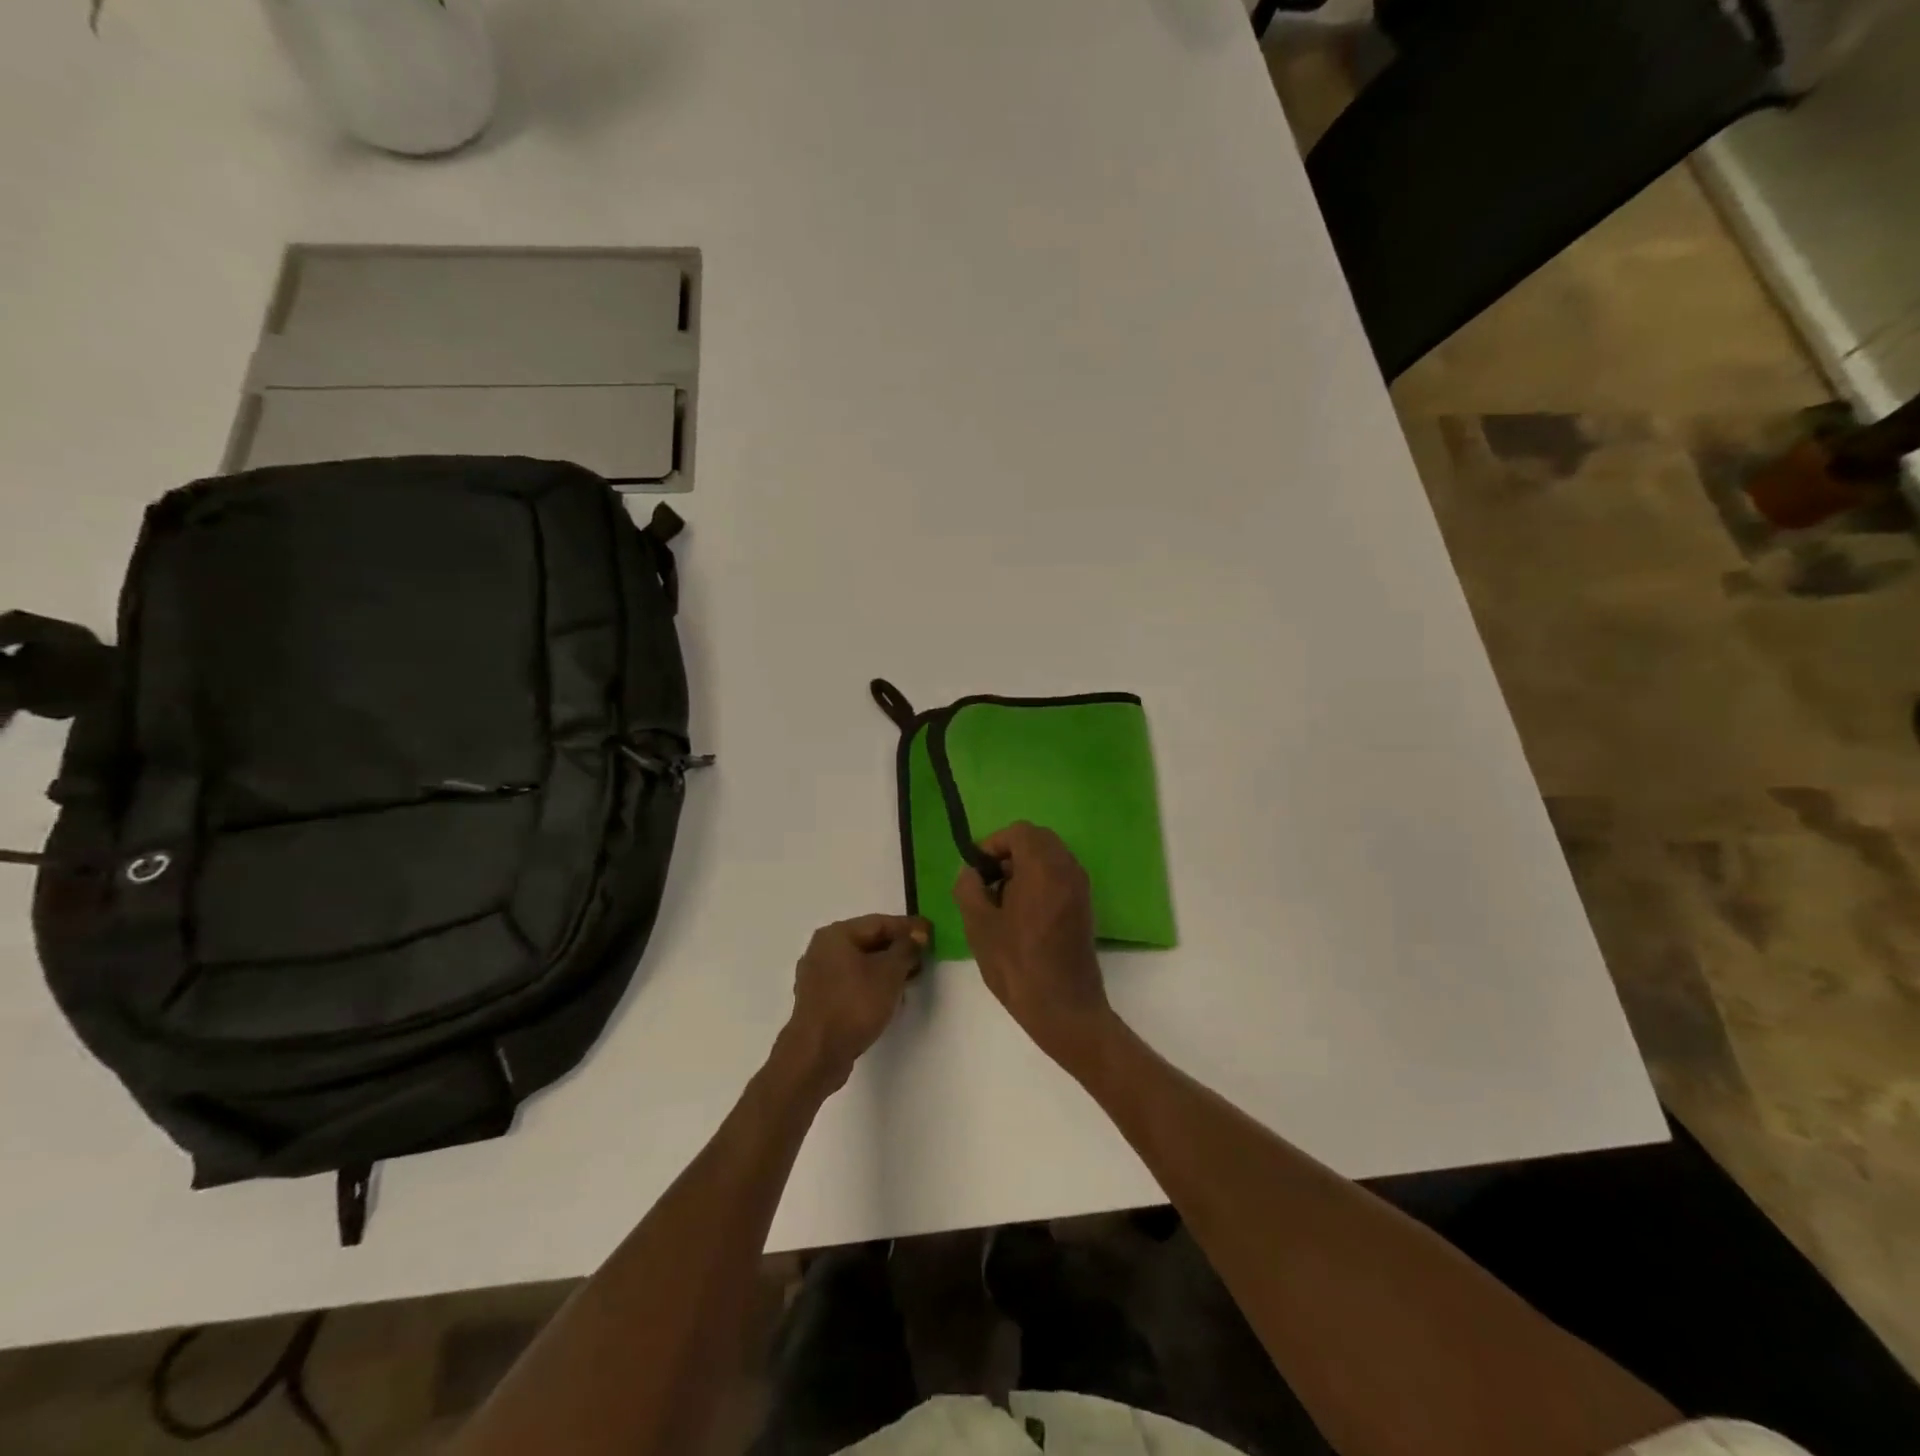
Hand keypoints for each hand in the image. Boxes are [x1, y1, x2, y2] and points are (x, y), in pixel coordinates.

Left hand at [781, 915, 929, 1091]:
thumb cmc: (854, 1005)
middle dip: (898, 949)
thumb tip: (917, 935)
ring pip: (860, 964)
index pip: (879, 922)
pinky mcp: (819, 1001)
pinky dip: (871, 984)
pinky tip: (889, 997)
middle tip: (924, 956)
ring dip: (886, 968)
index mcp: (835, 935)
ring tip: (911, 977)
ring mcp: (817, 976)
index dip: (909, 927)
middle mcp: (822, 950)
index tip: (932, 932)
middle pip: (868, 941)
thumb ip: (906, 949)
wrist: (816, 1055)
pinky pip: (851, 983)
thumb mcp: (889, 973)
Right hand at [954, 823, 1115, 1069]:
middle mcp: (1068, 870)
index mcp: (1043, 868)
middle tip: (988, 882)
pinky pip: (1061, 876)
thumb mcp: (979, 926)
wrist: (1065, 1009)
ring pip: (1051, 857)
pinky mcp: (1085, 906)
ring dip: (1025, 866)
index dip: (993, 843)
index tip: (976, 869)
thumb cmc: (1017, 966)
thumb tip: (971, 872)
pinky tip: (1022, 913)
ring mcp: (1080, 888)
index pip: (1019, 832)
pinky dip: (1040, 880)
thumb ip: (969, 889)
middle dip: (1009, 853)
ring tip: (1002, 900)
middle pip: (1038, 840)